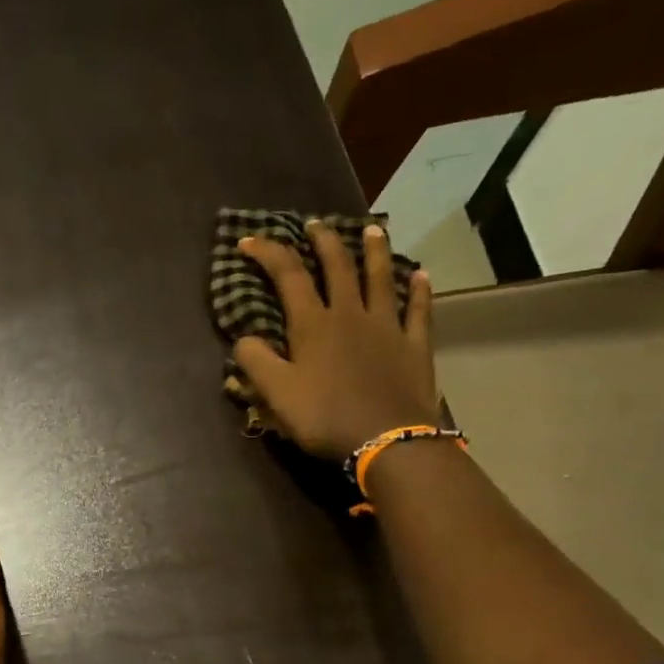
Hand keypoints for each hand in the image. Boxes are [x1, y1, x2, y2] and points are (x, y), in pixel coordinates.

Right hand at [232, 221, 439, 461]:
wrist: (386, 439)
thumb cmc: (324, 417)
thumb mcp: (277, 394)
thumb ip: (255, 362)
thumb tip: (243, 338)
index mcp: (313, 325)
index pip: (288, 276)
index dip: (268, 254)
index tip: (248, 241)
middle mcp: (350, 314)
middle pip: (337, 267)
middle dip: (323, 241)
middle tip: (314, 224)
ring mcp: (387, 327)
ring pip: (380, 278)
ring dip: (374, 251)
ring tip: (371, 230)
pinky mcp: (414, 345)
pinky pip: (418, 309)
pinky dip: (419, 289)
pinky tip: (420, 274)